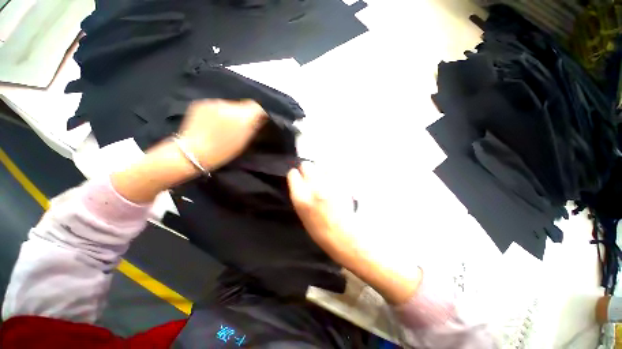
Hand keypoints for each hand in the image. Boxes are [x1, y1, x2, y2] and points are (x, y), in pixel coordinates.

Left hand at [179, 99, 266, 170]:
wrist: (195, 152)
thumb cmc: (224, 151)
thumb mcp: (244, 141)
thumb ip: (253, 127)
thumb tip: (258, 117)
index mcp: (243, 118)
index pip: (256, 107)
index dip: (258, 113)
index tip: (257, 120)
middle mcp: (230, 106)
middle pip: (242, 105)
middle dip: (243, 113)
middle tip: (239, 125)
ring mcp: (214, 103)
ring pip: (229, 105)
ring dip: (230, 112)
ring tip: (224, 125)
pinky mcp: (202, 103)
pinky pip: (216, 105)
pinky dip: (217, 112)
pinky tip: (212, 122)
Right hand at [287, 163, 359, 262]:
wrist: (343, 234)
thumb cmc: (319, 229)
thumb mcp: (301, 213)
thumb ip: (299, 195)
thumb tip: (299, 182)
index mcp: (301, 198)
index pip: (293, 174)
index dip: (295, 175)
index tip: (298, 178)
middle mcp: (314, 187)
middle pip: (306, 165)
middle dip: (306, 170)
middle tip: (311, 177)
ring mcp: (329, 183)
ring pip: (320, 164)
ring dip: (319, 170)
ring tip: (323, 179)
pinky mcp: (341, 182)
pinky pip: (332, 170)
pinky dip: (330, 173)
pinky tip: (332, 181)